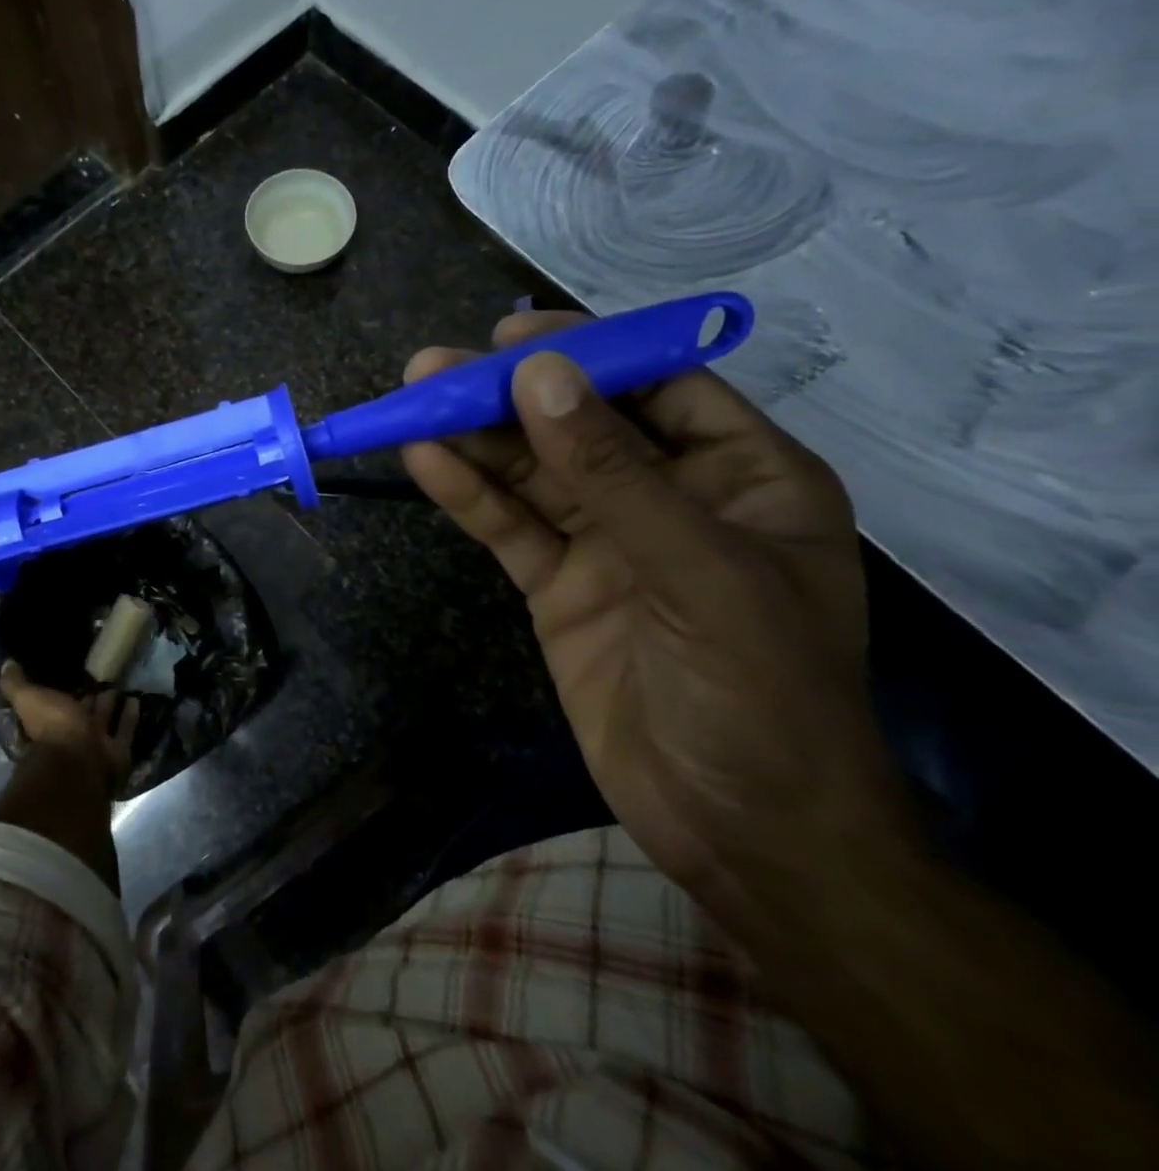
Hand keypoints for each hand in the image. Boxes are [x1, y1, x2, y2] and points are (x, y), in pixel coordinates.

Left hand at [0, 661, 139, 797]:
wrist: (78, 762)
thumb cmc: (51, 727)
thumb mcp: (28, 699)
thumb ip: (15, 684)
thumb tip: (6, 664)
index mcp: (48, 725)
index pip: (55, 705)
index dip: (62, 693)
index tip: (72, 675)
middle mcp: (71, 737)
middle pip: (83, 714)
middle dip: (91, 699)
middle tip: (102, 679)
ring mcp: (96, 746)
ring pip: (104, 721)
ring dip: (111, 706)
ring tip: (121, 686)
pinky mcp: (118, 752)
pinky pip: (124, 731)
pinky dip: (129, 716)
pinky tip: (136, 699)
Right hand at [402, 311, 917, 902]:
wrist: (740, 831)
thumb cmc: (761, 695)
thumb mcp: (698, 572)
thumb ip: (614, 474)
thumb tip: (541, 378)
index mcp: (742, 475)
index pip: (659, 386)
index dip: (586, 353)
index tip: (510, 339)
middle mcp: (671, 497)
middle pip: (577, 426)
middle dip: (506, 397)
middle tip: (431, 371)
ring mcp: (608, 542)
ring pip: (532, 474)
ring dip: (473, 439)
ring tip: (410, 404)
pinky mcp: (559, 585)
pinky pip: (510, 527)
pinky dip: (468, 495)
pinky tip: (424, 462)